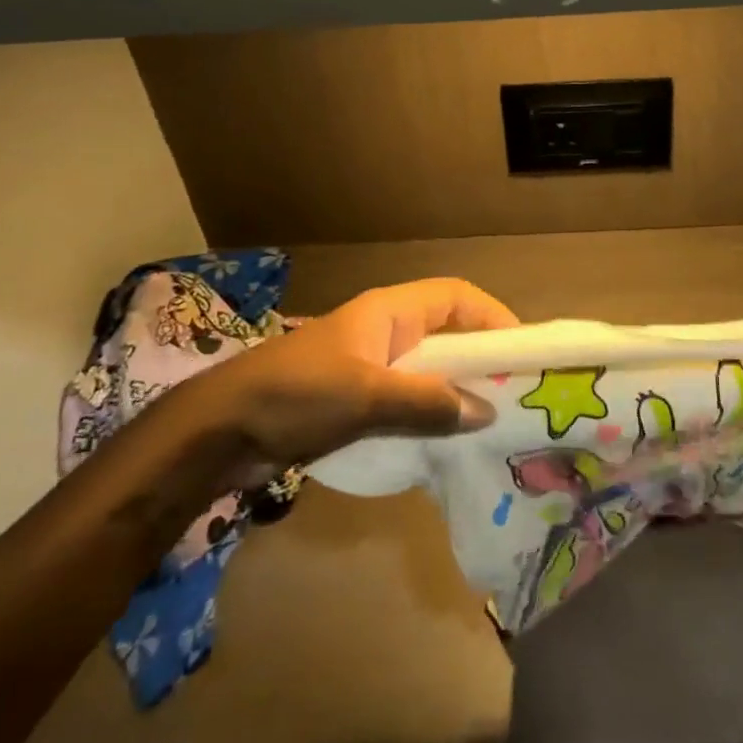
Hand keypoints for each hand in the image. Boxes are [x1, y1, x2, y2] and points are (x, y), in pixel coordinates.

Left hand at [185, 278, 518, 469]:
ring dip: (455, 393)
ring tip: (490, 424)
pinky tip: (444, 445)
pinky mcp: (354, 401)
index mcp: (389, 312)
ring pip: (428, 372)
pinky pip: (406, 401)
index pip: (456, 297)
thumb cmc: (297, 394)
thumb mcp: (367, 396)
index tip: (522, 349)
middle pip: (446, 335)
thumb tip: (487, 413)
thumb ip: (428, 402)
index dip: (492, 315)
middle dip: (480, 360)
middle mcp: (384, 332)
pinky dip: (428, 416)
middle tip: (515, 394)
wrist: (220, 430)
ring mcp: (368, 367)